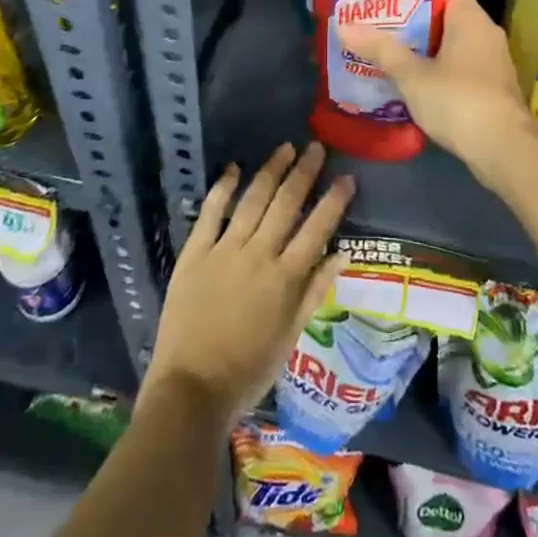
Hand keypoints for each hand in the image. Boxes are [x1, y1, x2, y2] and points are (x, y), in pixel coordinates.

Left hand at [144, 142, 353, 425]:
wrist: (190, 389)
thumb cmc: (248, 370)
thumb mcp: (291, 336)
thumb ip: (315, 292)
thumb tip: (342, 254)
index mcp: (285, 277)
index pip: (317, 229)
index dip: (334, 201)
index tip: (347, 177)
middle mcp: (258, 254)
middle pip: (286, 204)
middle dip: (304, 172)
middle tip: (317, 147)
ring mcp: (224, 250)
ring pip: (253, 200)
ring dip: (271, 170)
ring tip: (286, 148)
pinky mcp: (195, 253)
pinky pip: (211, 212)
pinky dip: (223, 188)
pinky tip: (233, 168)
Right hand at [339, 0, 537, 179]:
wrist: (506, 151)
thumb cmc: (459, 101)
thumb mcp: (413, 75)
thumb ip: (381, 49)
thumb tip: (344, 25)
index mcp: (470, 16)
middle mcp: (484, 30)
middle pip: (446, 7)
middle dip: (412, 9)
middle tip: (376, 9)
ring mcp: (490, 58)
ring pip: (451, 36)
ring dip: (423, 39)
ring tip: (385, 39)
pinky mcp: (490, 83)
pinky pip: (459, 60)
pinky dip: (436, 61)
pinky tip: (410, 72)